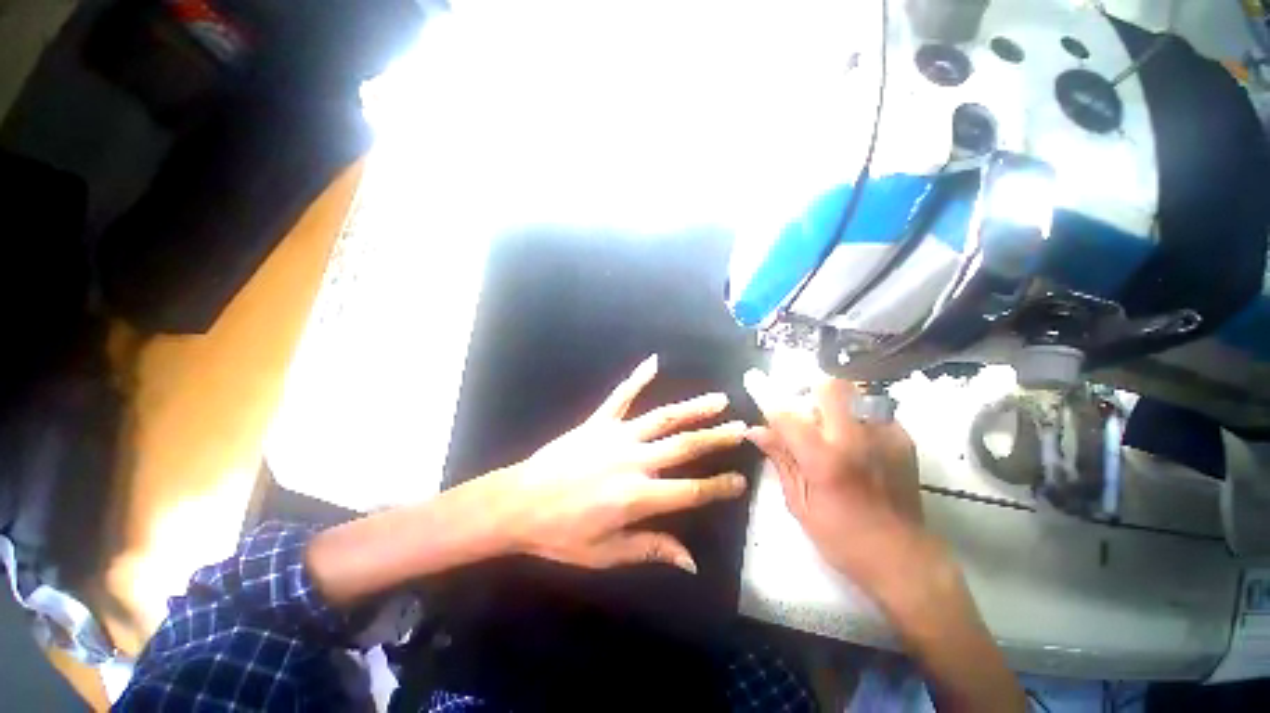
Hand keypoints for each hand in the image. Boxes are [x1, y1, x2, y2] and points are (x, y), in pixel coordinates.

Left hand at [483, 355, 747, 572]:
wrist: (518, 503)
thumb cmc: (561, 534)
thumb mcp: (605, 553)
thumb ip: (651, 549)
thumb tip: (691, 561)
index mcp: (637, 497)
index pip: (691, 491)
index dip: (719, 486)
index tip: (741, 479)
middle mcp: (633, 461)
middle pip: (684, 447)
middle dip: (716, 438)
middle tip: (742, 427)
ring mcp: (616, 436)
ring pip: (662, 418)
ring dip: (692, 408)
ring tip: (717, 400)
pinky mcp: (598, 422)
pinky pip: (621, 396)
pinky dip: (637, 378)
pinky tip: (653, 362)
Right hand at [743, 369, 929, 589]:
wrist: (905, 559)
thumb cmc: (843, 538)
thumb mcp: (799, 503)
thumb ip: (780, 459)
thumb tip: (756, 430)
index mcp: (824, 460)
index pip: (787, 415)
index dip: (766, 394)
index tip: (754, 378)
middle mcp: (856, 439)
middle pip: (829, 386)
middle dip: (808, 388)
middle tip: (801, 405)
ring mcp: (884, 434)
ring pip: (852, 391)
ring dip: (832, 400)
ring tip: (828, 424)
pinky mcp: (903, 437)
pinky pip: (870, 408)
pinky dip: (854, 415)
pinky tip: (854, 440)